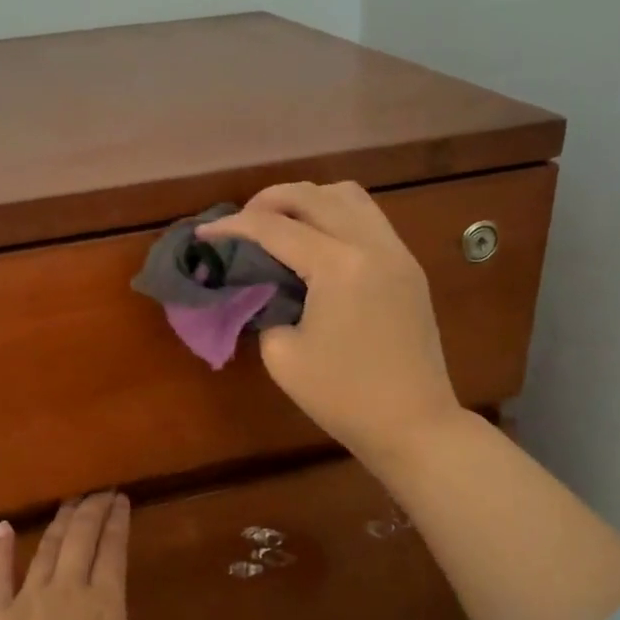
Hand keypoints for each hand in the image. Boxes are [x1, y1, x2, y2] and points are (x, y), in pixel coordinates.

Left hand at [0, 493, 158, 619]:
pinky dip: (1, 549)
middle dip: (93, 510)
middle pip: (81, 537)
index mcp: (107, 605)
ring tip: (69, 505)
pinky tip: (6, 528)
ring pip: (47, 549)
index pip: (114, 549)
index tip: (122, 500)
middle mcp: (68, 591)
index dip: (119, 521)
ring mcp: (26, 602)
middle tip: (101, 494)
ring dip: (60, 523)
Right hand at [197, 181, 462, 469]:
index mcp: (339, 266)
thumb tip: (261, 286)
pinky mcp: (408, 267)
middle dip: (268, 200)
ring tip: (281, 225)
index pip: (275, 228)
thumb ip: (264, 307)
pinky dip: (336, 216)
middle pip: (312, 195)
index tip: (205, 234)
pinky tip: (317, 244)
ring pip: (348, 196)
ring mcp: (397, 252)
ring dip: (308, 201)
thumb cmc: (343, 398)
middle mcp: (371, 244)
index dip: (233, 227)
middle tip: (241, 224)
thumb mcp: (282, 355)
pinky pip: (369, 218)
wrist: (414, 424)